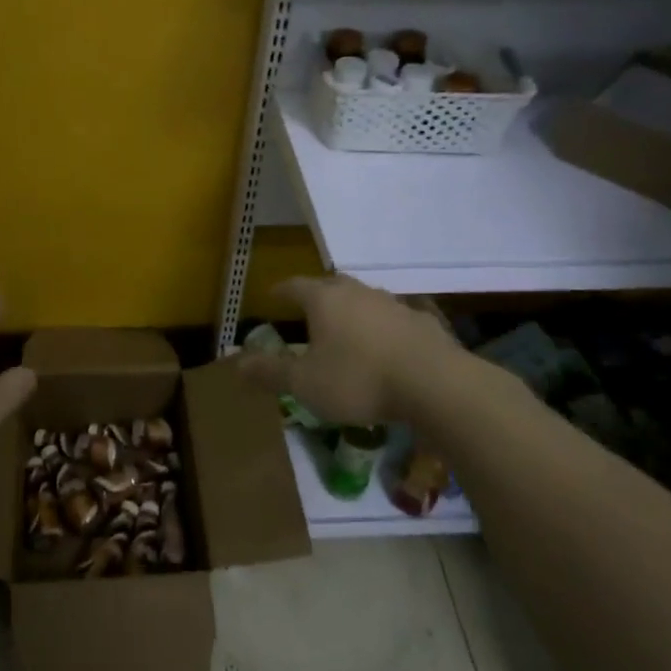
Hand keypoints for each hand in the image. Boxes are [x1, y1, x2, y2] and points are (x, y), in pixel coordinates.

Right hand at [237, 275, 466, 426]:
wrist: (435, 385)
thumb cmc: (359, 380)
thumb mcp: (305, 383)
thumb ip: (270, 372)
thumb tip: (235, 363)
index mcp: (324, 300)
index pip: (294, 286)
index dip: (280, 291)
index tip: (271, 295)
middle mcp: (358, 293)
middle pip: (331, 285)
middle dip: (317, 295)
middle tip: (307, 310)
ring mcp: (394, 304)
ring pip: (365, 299)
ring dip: (352, 310)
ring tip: (346, 328)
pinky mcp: (422, 322)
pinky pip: (394, 318)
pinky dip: (383, 327)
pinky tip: (386, 346)